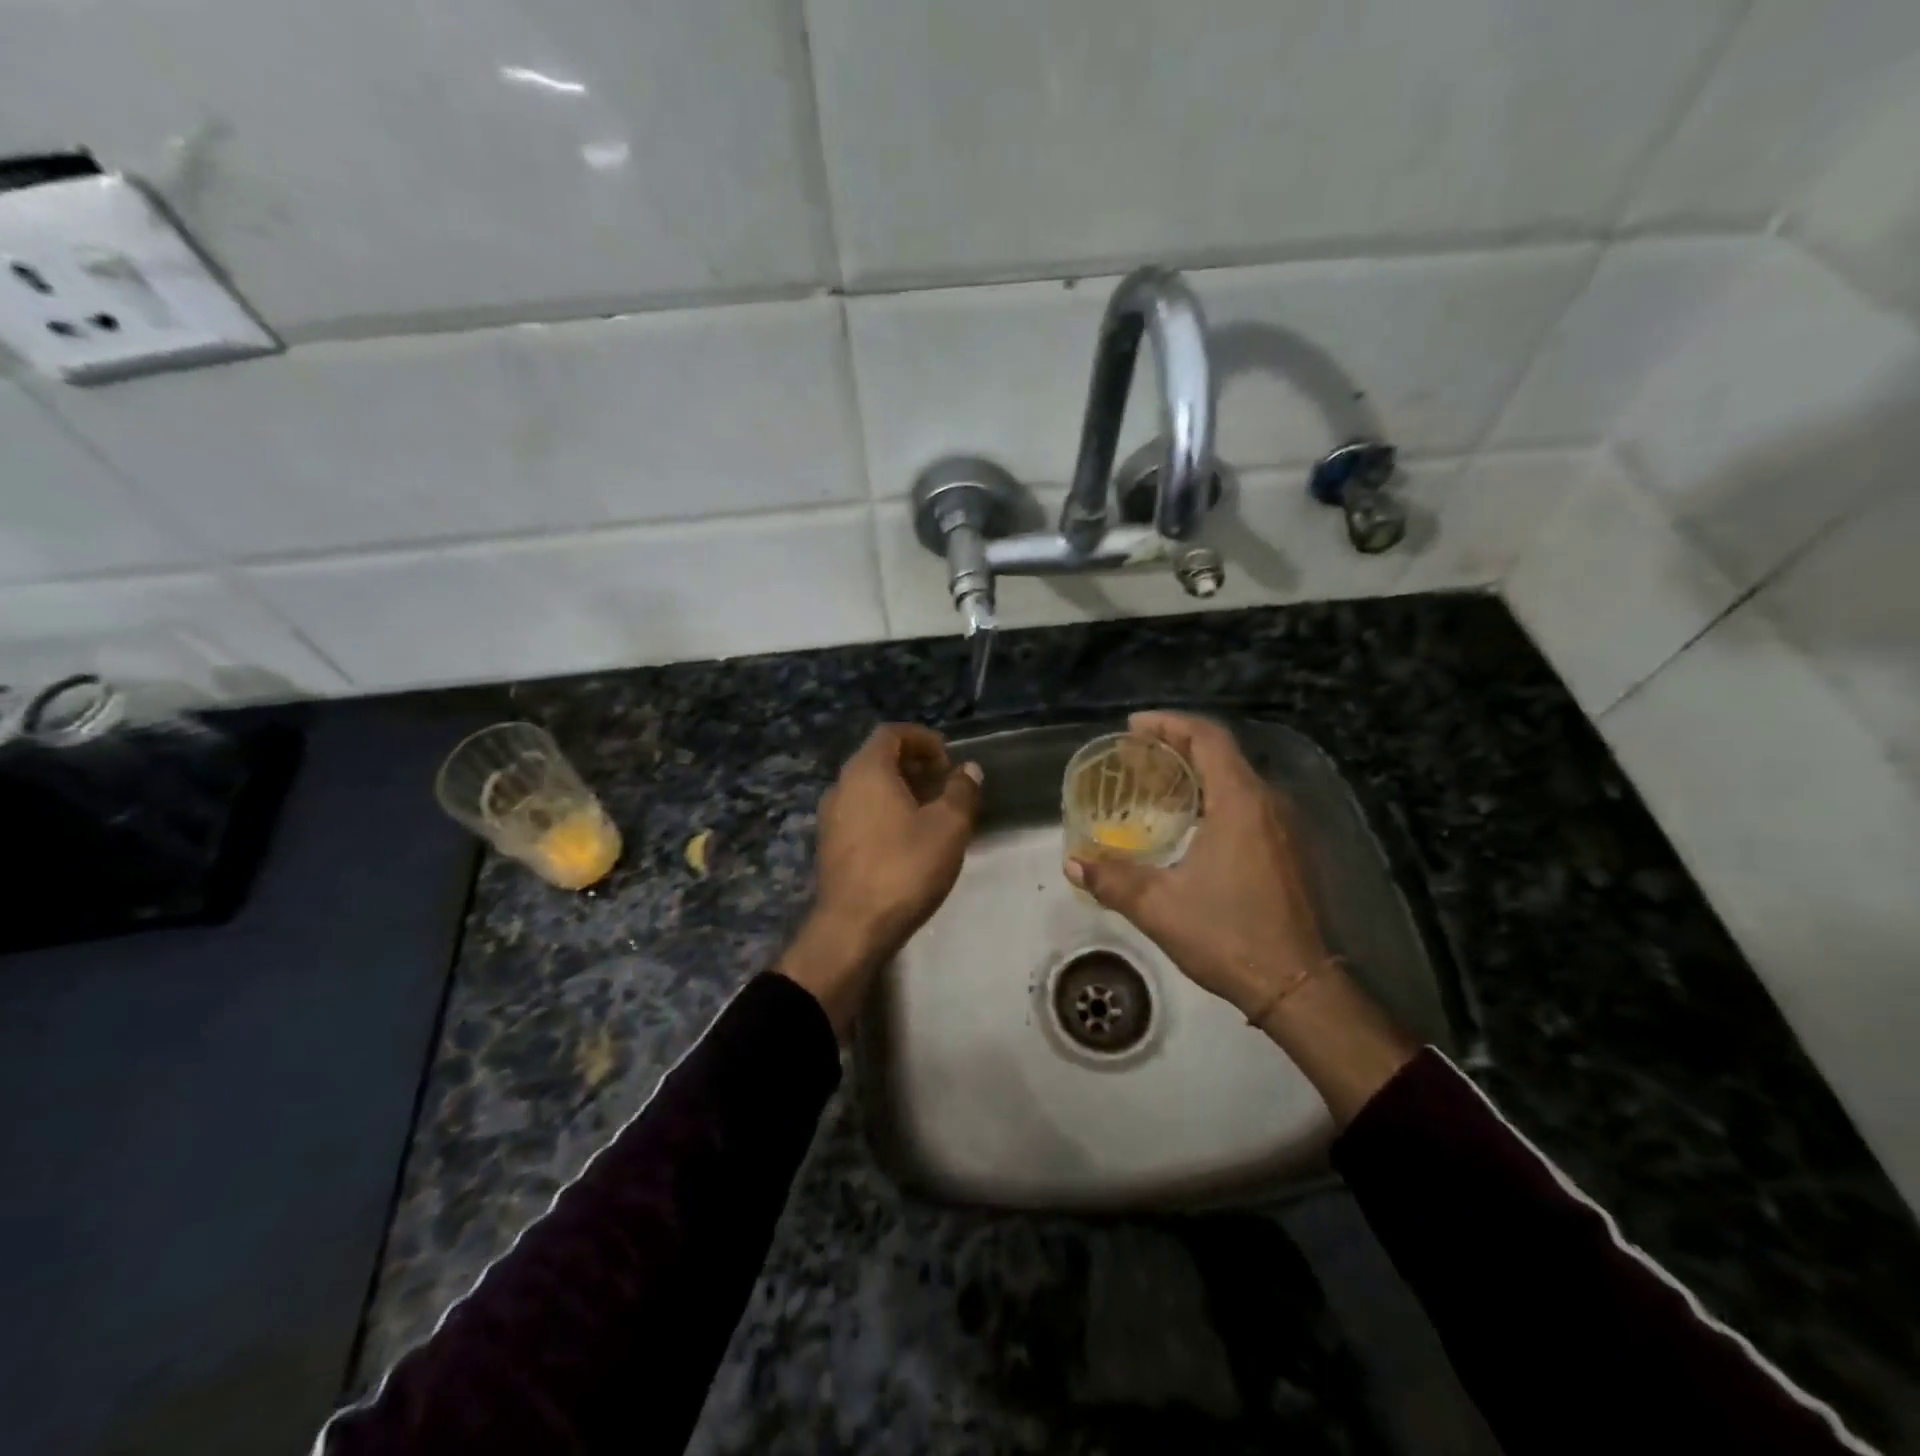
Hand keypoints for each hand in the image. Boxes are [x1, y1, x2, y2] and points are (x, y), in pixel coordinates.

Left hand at [779, 723, 982, 1034]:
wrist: (853, 927)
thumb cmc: (905, 867)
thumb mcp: (948, 826)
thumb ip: (961, 791)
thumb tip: (968, 769)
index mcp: (867, 770)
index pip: (892, 733)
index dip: (923, 739)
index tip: (948, 759)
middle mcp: (841, 785)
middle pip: (878, 758)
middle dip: (914, 765)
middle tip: (945, 785)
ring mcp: (830, 817)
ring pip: (868, 788)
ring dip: (900, 790)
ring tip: (932, 813)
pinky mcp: (829, 845)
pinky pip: (860, 812)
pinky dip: (885, 812)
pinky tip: (908, 839)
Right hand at [1067, 711, 1332, 1021]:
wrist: (1298, 986)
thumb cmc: (1228, 936)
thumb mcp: (1159, 907)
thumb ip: (1113, 879)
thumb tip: (1073, 864)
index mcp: (1240, 802)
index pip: (1207, 738)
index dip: (1169, 723)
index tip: (1133, 727)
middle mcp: (1268, 803)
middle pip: (1222, 753)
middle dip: (1176, 745)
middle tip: (1134, 756)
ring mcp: (1284, 827)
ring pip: (1236, 779)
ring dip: (1196, 772)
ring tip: (1154, 784)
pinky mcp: (1288, 850)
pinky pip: (1247, 803)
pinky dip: (1213, 797)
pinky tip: (1188, 823)